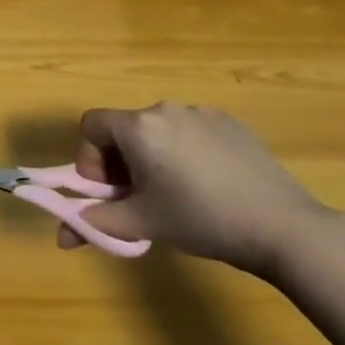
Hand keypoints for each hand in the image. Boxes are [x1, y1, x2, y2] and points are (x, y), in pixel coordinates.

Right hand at [65, 103, 334, 279]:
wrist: (282, 225)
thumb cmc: (202, 220)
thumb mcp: (144, 225)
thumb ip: (97, 224)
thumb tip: (62, 236)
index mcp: (138, 127)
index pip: (90, 126)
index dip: (89, 159)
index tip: (110, 192)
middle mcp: (164, 108)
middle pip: (124, 129)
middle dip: (121, 163)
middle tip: (140, 201)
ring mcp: (199, 111)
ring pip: (158, 132)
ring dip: (153, 158)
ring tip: (179, 197)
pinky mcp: (229, 122)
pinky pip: (191, 132)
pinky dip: (186, 153)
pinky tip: (212, 186)